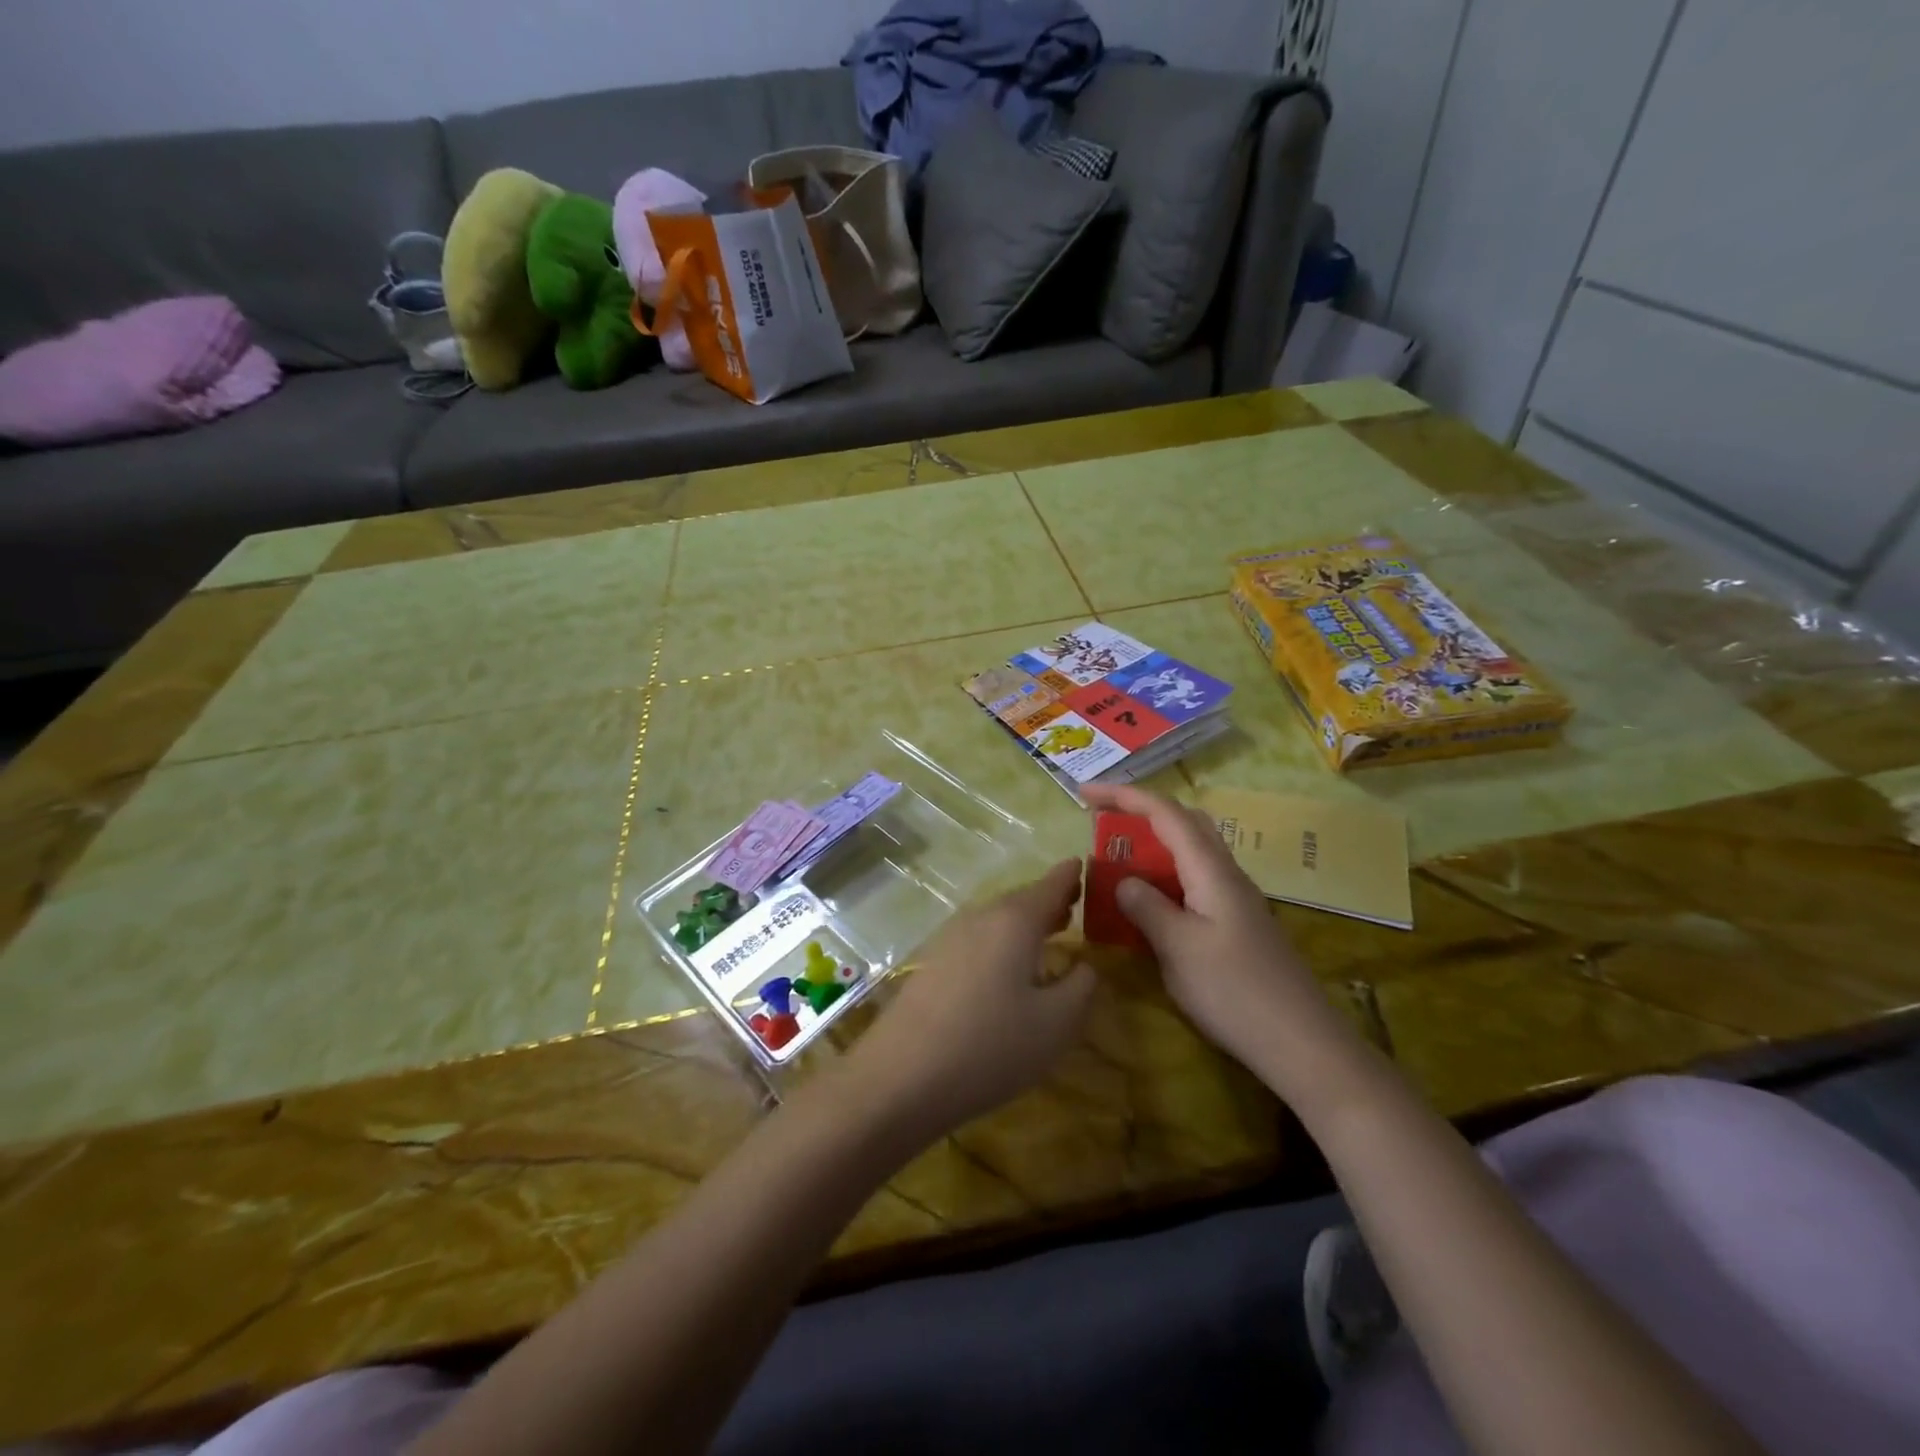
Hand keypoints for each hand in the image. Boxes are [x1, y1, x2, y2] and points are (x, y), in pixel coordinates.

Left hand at [847, 860, 1096, 1140]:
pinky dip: (1002, 942)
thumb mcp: (1055, 1024)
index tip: (1086, 865)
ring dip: (1025, 923)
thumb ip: (1081, 986)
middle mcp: (981, 918)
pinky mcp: (932, 963)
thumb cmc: (990, 1046)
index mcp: (1014, 921)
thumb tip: (1084, 965)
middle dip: (1050, 901)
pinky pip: (979, 939)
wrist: (900, 1077)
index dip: (1071, 875)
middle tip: (1076, 905)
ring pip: (998, 919)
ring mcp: (951, 938)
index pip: (1051, 884)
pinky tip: (1008, 968)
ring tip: (1050, 934)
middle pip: (1022, 899)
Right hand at [1080, 784, 1353, 1089]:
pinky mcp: (1236, 925)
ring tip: (1117, 859)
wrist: (1301, 1044)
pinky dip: (1165, 877)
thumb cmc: (1235, 992)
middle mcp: (1226, 874)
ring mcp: (1235, 900)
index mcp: (1211, 871)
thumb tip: (1124, 881)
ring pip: (1191, 853)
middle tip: (1102, 820)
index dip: (1124, 796)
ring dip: (1153, 845)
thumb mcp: (1179, 948)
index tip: (1084, 794)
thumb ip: (1146, 907)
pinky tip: (1149, 904)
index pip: (1165, 813)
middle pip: (1183, 822)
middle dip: (1141, 811)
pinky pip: (1194, 882)